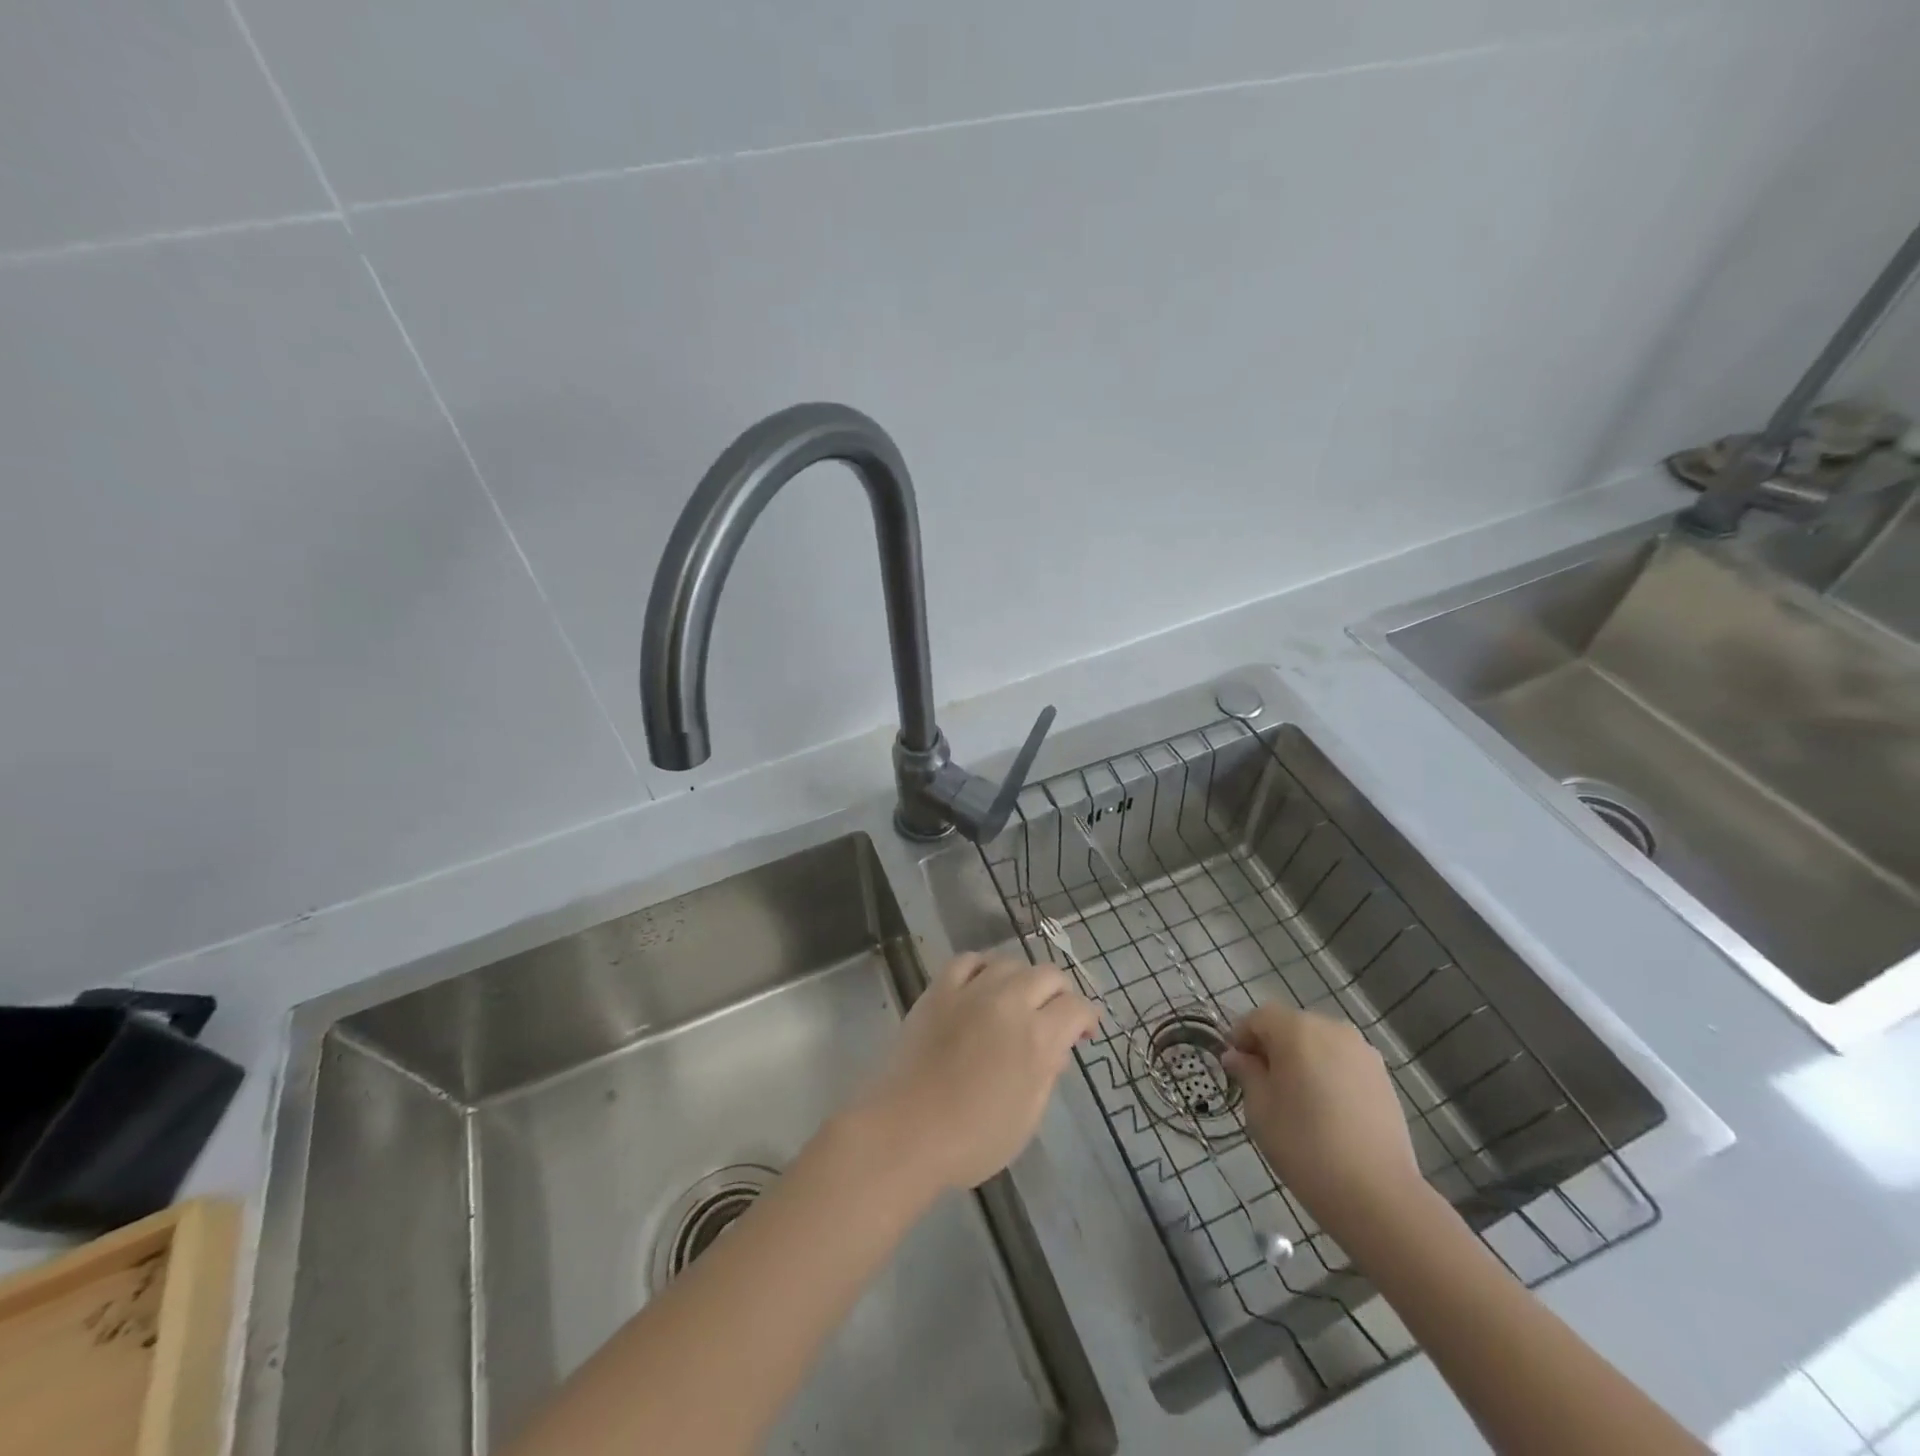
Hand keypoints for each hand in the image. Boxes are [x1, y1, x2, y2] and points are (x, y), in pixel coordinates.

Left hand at [848, 953, 1098, 1193]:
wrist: (906, 1131)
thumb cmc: (972, 1139)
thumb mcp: (1027, 1118)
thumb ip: (1046, 1075)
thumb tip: (1057, 1048)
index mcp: (1037, 1037)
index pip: (1076, 1007)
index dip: (1087, 1017)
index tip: (1084, 1031)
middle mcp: (1009, 1003)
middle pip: (1048, 974)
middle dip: (1060, 993)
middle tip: (1054, 1016)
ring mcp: (971, 991)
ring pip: (1010, 961)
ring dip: (1023, 978)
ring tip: (1018, 1000)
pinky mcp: (940, 989)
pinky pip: (968, 960)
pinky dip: (983, 967)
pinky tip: (982, 984)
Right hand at [1222, 1004, 1421, 1226]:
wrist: (1377, 1194)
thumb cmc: (1304, 1145)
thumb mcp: (1260, 1109)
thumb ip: (1246, 1073)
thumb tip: (1236, 1056)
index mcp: (1296, 1029)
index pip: (1259, 1017)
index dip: (1241, 1037)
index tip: (1234, 1067)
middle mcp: (1332, 1029)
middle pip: (1291, 1026)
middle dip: (1273, 1047)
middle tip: (1262, 1084)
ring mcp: (1363, 1052)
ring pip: (1319, 1044)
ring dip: (1302, 1060)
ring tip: (1297, 1099)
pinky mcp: (1383, 1078)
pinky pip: (1343, 1063)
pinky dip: (1329, 1074)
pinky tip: (1327, 1111)